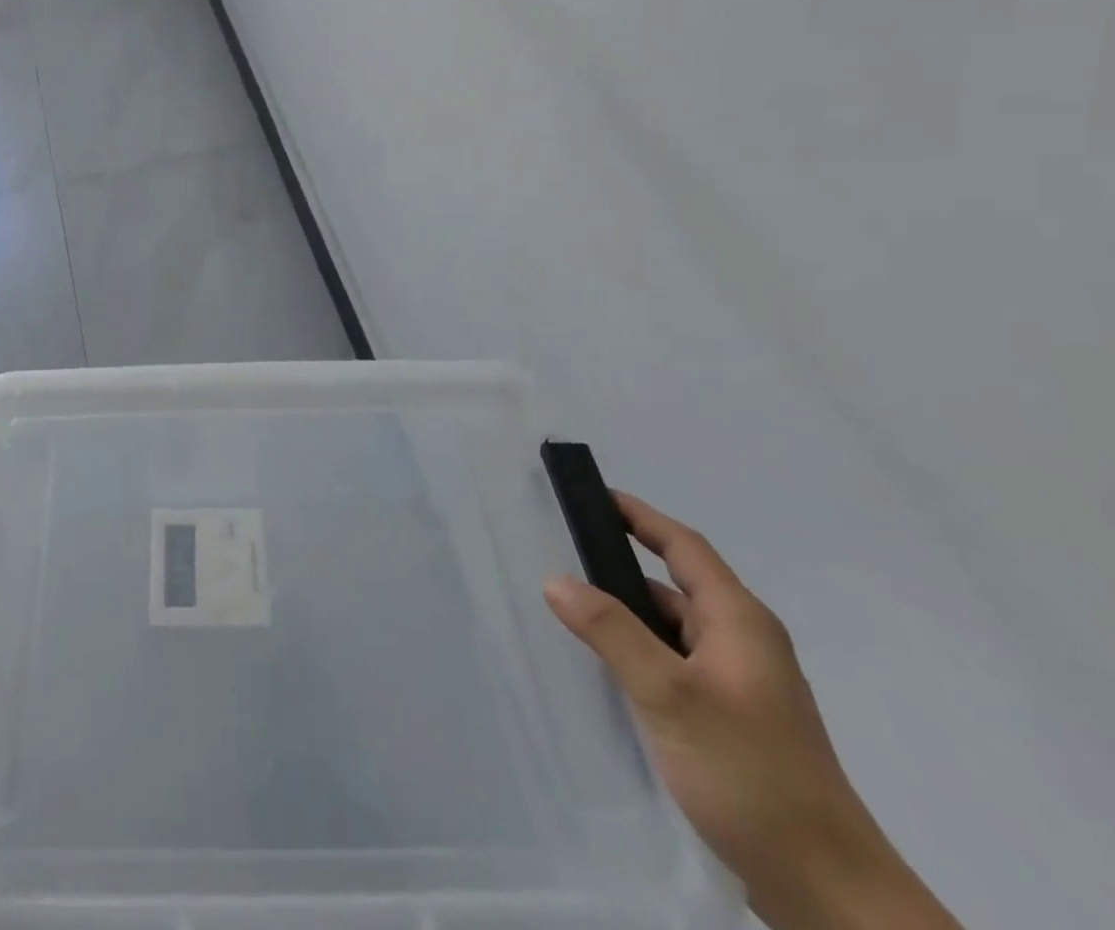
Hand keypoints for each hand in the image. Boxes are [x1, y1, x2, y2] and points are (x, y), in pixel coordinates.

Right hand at [543, 493, 960, 929]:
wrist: (829, 894)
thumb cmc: (751, 775)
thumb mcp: (670, 695)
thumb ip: (611, 631)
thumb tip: (556, 579)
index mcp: (740, 623)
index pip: (684, 547)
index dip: (640, 516)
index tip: (595, 496)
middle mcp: (744, 645)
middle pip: (675, 586)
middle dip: (621, 567)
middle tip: (563, 556)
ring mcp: (741, 687)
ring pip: (672, 630)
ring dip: (627, 616)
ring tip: (570, 613)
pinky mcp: (733, 723)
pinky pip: (675, 666)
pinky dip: (639, 654)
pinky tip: (607, 673)